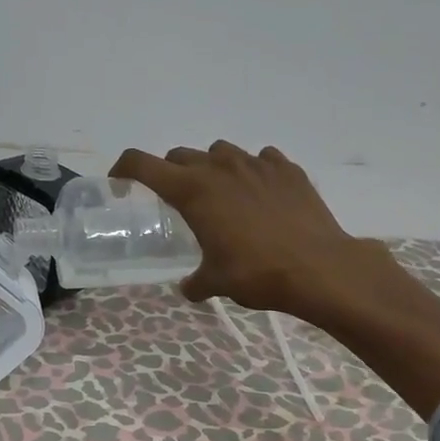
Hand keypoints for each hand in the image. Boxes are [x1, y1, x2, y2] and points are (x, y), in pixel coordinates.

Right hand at [110, 142, 403, 321]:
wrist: (319, 267)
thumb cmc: (256, 273)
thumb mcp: (217, 282)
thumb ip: (196, 282)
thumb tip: (189, 288)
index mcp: (192, 191)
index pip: (142, 164)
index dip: (124, 169)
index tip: (120, 182)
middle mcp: (220, 168)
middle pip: (180, 156)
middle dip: (171, 174)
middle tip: (176, 200)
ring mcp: (256, 164)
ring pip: (220, 152)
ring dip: (211, 168)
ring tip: (221, 195)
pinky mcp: (287, 169)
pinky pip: (261, 159)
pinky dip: (252, 172)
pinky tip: (260, 195)